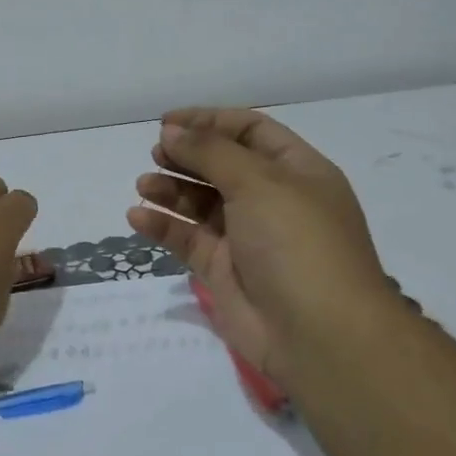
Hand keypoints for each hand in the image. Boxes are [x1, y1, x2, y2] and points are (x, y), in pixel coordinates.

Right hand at [126, 109, 399, 385]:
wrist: (318, 333)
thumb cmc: (297, 243)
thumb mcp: (259, 183)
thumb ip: (210, 152)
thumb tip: (172, 129)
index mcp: (297, 172)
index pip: (251, 132)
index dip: (211, 121)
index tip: (169, 121)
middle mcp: (273, 201)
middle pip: (222, 166)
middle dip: (188, 156)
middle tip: (156, 153)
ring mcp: (247, 237)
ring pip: (201, 203)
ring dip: (171, 190)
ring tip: (144, 185)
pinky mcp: (223, 271)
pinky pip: (188, 240)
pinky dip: (163, 227)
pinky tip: (138, 217)